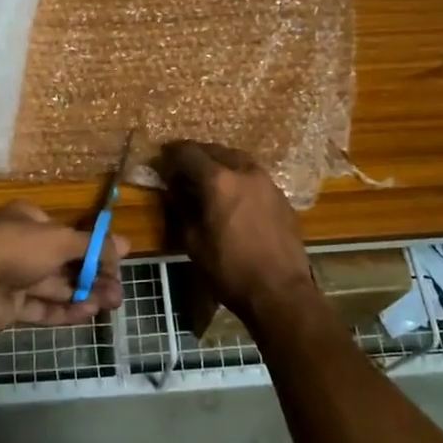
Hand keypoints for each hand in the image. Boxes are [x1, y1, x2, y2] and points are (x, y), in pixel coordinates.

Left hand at [0, 202, 126, 336]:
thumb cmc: (17, 248)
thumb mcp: (61, 239)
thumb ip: (93, 245)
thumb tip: (125, 245)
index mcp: (28, 220)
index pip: (67, 233)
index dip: (93, 247)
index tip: (118, 262)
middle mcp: (21, 245)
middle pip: (64, 262)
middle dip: (93, 276)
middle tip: (119, 291)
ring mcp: (13, 277)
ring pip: (55, 285)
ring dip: (84, 293)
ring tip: (112, 304)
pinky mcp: (9, 306)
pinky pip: (41, 306)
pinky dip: (64, 310)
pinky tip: (88, 313)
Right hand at [157, 141, 315, 327]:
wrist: (280, 292)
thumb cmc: (230, 270)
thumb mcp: (194, 242)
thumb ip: (182, 209)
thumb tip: (175, 191)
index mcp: (219, 181)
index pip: (189, 153)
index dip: (171, 154)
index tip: (161, 160)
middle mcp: (244, 172)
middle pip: (215, 151)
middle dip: (196, 156)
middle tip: (182, 168)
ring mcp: (267, 182)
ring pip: (238, 160)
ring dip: (220, 163)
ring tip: (208, 178)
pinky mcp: (281, 196)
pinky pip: (254, 176)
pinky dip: (238, 177)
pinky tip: (233, 195)